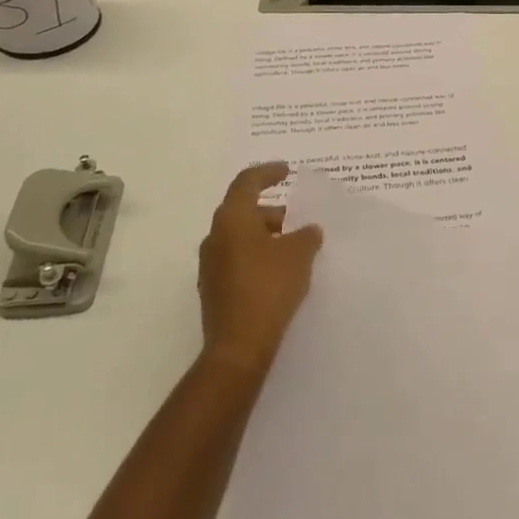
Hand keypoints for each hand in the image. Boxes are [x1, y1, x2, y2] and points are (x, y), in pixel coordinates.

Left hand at [197, 163, 323, 374]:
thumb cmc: (268, 287)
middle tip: (296, 218)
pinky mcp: (214, 289)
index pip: (247, 182)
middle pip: (243, 211)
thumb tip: (308, 230)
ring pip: (240, 237)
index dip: (268, 172)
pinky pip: (238, 260)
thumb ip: (306, 235)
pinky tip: (279, 271)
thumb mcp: (298, 255)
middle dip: (272, 211)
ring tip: (293, 247)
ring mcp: (210, 265)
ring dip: (265, 236)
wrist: (238, 347)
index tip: (286, 171)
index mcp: (232, 219)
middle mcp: (215, 237)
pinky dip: (257, 256)